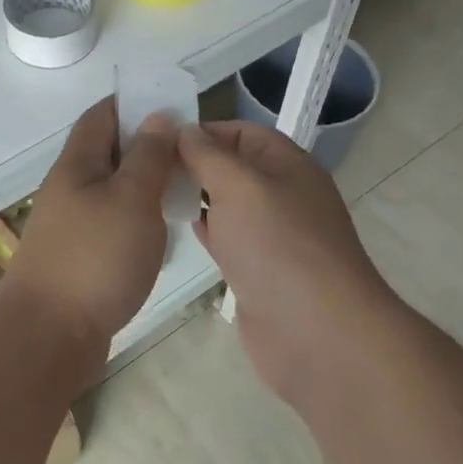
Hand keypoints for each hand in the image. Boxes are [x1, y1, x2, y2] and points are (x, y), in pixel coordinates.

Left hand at [7, 98, 179, 353]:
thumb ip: (148, 156)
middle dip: (146, 144)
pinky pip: (113, 221)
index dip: (133, 102)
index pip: (102, 115)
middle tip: (189, 150)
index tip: (171, 104)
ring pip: (113, 188)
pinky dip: (138, 216)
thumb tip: (158, 117)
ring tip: (184, 186)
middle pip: (108, 151)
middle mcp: (70, 187)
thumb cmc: (95, 258)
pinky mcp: (80, 256)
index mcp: (77, 164)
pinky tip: (162, 230)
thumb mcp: (131, 198)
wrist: (49, 335)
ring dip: (144, 182)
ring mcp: (72, 224)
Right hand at [178, 121, 388, 398]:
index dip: (202, 131)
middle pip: (233, 167)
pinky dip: (206, 230)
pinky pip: (228, 239)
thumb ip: (207, 154)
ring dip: (197, 197)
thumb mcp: (237, 184)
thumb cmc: (277, 245)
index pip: (241, 132)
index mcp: (287, 164)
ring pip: (228, 204)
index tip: (158, 139)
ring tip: (154, 193)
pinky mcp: (260, 271)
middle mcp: (282, 194)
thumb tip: (184, 130)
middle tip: (147, 167)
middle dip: (194, 163)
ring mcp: (273, 235)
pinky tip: (179, 228)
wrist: (316, 333)